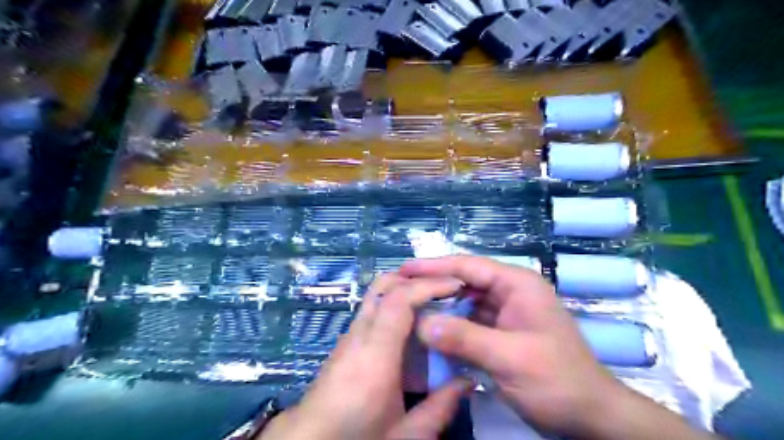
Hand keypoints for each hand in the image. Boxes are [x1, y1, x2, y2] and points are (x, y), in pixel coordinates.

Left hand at [259, 274, 474, 438]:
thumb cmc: (356, 439)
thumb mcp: (405, 435)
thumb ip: (440, 408)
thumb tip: (468, 382)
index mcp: (375, 355)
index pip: (399, 300)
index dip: (428, 286)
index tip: (455, 285)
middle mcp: (358, 335)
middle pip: (383, 286)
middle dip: (416, 278)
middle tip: (445, 287)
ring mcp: (349, 335)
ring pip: (376, 294)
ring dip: (406, 290)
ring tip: (434, 302)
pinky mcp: (346, 342)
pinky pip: (373, 311)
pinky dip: (396, 305)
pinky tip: (412, 326)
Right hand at [401, 256, 621, 437]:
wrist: (590, 416)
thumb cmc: (557, 381)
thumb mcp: (509, 358)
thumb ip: (464, 338)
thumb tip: (421, 324)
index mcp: (517, 285)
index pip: (468, 266)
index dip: (434, 266)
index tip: (403, 269)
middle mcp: (510, 292)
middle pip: (465, 281)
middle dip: (434, 285)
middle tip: (400, 290)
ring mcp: (506, 312)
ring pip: (466, 302)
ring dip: (441, 306)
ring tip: (409, 308)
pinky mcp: (502, 332)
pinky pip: (471, 322)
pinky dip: (452, 325)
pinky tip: (431, 331)